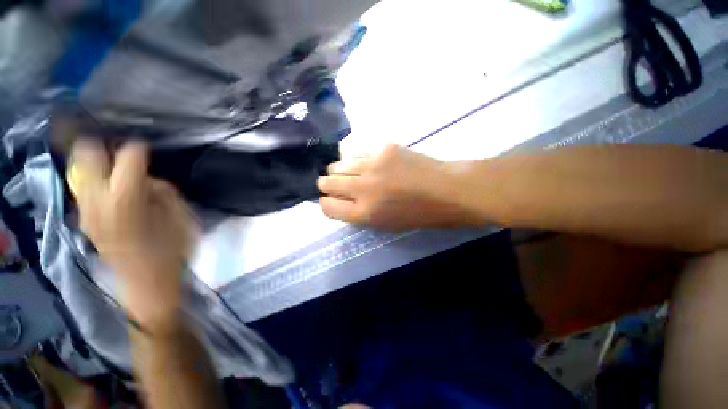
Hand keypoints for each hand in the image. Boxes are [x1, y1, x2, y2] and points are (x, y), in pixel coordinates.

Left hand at [70, 140, 197, 327]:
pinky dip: (95, 182)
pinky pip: (85, 190)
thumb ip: (165, 193)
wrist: (147, 285)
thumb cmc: (172, 252)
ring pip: (81, 171)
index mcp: (126, 199)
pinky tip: (113, 191)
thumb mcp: (181, 219)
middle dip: (102, 147)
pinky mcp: (86, 221)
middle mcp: (97, 200)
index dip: (140, 149)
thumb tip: (150, 182)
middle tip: (121, 151)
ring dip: (98, 164)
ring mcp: (86, 211)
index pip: (128, 157)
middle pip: (86, 156)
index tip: (148, 150)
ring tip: (119, 170)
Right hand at [318, 144, 477, 230]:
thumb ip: (358, 213)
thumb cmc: (417, 214)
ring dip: (340, 170)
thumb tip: (340, 199)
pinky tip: (369, 164)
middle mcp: (363, 189)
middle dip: (326, 185)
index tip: (329, 200)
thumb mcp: (384, 224)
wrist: (445, 190)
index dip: (326, 203)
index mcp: (364, 214)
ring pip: (339, 164)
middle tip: (334, 184)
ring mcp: (372, 165)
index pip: (327, 206)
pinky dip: (358, 161)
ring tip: (351, 173)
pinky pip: (358, 153)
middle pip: (327, 182)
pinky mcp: (383, 148)